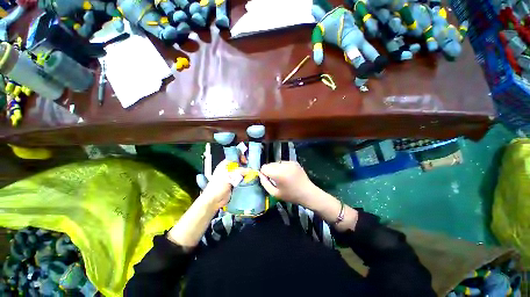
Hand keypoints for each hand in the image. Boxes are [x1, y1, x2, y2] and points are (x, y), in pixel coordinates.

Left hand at [199, 160, 249, 209]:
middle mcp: (229, 169)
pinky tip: (250, 180)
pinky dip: (246, 179)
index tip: (246, 162)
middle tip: (251, 169)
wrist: (214, 200)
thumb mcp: (229, 176)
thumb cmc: (218, 186)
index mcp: (225, 164)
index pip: (235, 156)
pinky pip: (242, 179)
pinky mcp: (235, 183)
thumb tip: (251, 170)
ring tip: (252, 175)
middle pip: (240, 165)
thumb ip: (240, 171)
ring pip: (242, 172)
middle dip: (246, 166)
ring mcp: (232, 177)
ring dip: (247, 174)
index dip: (241, 157)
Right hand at [259, 161, 316, 206]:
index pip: (264, 167)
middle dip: (270, 171)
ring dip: (276, 168)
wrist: (307, 193)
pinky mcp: (294, 162)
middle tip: (276, 179)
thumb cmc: (290, 195)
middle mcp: (283, 165)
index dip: (264, 173)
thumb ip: (265, 183)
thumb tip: (260, 174)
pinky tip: (288, 174)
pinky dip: (283, 167)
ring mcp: (290, 162)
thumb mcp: (274, 193)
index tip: (269, 180)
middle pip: (270, 164)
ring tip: (283, 177)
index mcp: (278, 174)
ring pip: (276, 163)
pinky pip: (283, 163)